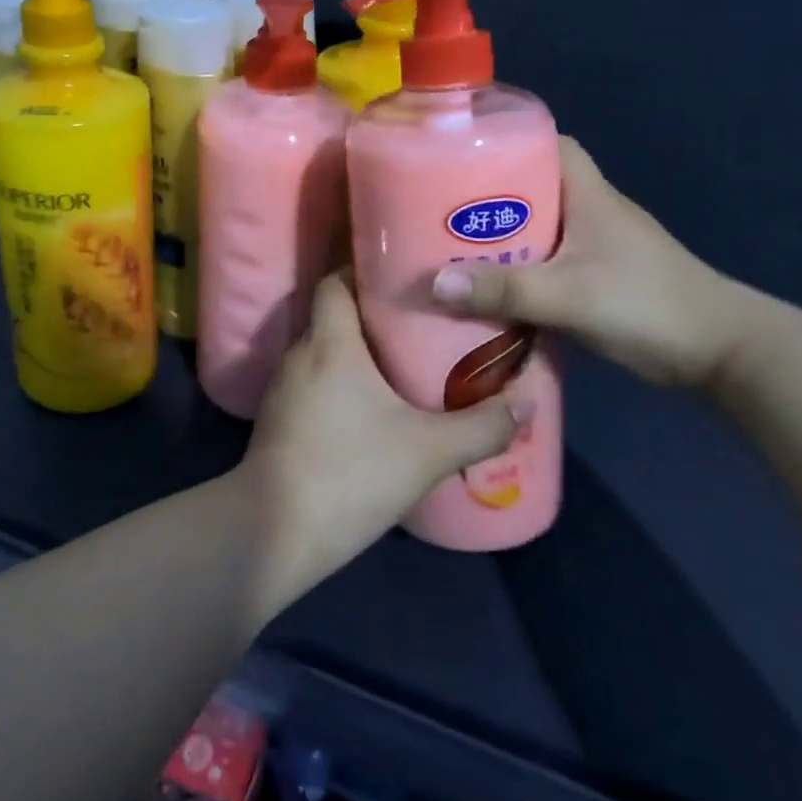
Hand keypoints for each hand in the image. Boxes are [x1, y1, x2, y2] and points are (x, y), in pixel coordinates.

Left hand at [239, 271, 528, 601]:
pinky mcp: (278, 419)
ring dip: (356, 351)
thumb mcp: (428, 451)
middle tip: (419, 318)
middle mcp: (300, 354)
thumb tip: (527, 401)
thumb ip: (481, 426)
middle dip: (372, 312)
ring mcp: (283, 388)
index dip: (363, 269)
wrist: (275, 531)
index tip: (403, 272)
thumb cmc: (351, 473)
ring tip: (401, 358)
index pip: (334, 281)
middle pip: (332, 314)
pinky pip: (313, 383)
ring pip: (323, 351)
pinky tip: (370, 406)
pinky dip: (339, 382)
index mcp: (329, 342)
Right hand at [432, 134, 750, 388]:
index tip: (463, 151)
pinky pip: (546, 260)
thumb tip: (432, 283)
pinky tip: (489, 285)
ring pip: (538, 226)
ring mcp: (598, 246)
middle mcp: (592, 211)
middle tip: (441, 207)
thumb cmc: (646, 304)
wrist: (721, 353)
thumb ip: (504, 289)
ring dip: (501, 235)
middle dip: (488, 193)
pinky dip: (518, 267)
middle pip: (533, 186)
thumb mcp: (568, 295)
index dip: (510, 139)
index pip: (550, 143)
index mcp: (589, 195)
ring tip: (451, 246)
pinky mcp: (599, 278)